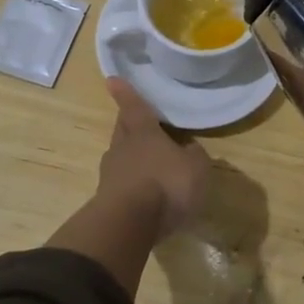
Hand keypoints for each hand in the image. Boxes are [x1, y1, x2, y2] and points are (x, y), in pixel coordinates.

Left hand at [96, 78, 211, 239]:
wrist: (128, 224)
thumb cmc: (165, 184)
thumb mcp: (195, 167)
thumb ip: (194, 155)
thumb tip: (188, 149)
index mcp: (143, 133)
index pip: (135, 107)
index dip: (126, 93)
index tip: (112, 79)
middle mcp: (122, 148)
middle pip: (123, 129)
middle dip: (128, 123)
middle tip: (133, 119)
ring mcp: (110, 174)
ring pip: (119, 156)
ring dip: (129, 156)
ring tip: (144, 160)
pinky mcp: (107, 200)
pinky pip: (121, 183)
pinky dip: (130, 183)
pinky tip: (143, 192)